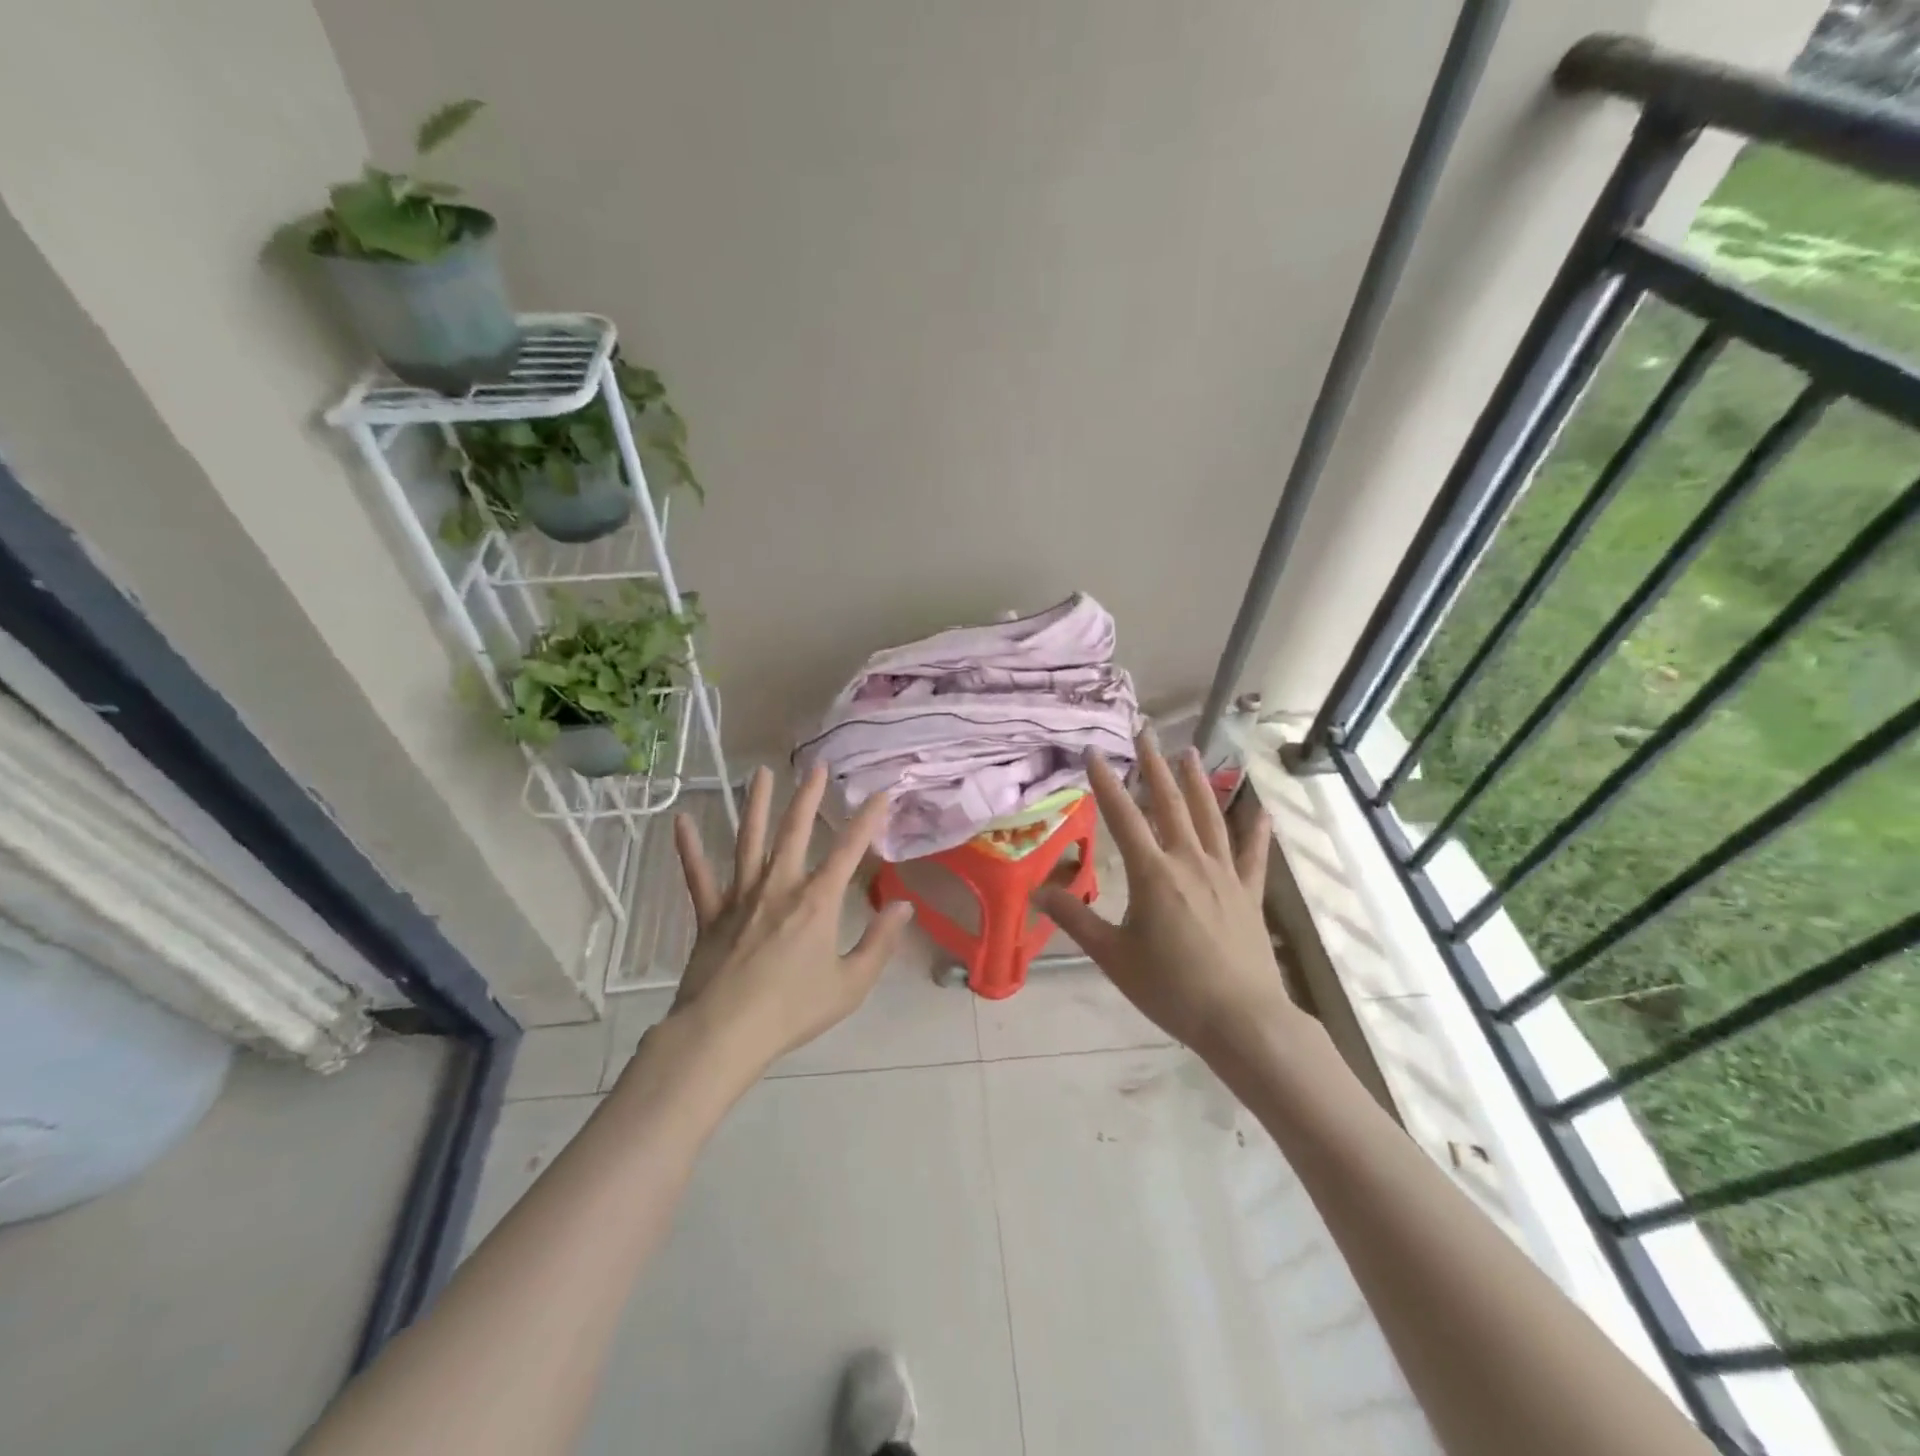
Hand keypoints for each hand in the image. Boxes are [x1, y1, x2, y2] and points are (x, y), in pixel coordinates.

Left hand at [669, 764, 914, 1074]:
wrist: (724, 1034)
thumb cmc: (793, 1011)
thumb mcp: (850, 984)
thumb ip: (880, 943)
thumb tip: (904, 906)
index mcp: (817, 902)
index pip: (849, 850)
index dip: (868, 820)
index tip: (880, 793)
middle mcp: (779, 887)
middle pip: (795, 832)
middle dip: (808, 797)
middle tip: (817, 767)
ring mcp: (740, 897)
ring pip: (748, 840)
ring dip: (755, 805)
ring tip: (759, 773)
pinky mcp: (710, 914)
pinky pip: (698, 876)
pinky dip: (689, 849)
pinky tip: (681, 821)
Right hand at [1034, 737, 1290, 1058]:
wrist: (1241, 1020)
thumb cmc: (1170, 988)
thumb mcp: (1112, 956)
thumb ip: (1075, 919)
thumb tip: (1036, 892)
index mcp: (1153, 873)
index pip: (1123, 817)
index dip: (1106, 782)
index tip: (1094, 751)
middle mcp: (1189, 861)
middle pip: (1169, 803)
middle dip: (1154, 765)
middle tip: (1146, 731)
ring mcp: (1224, 874)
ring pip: (1209, 817)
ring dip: (1197, 782)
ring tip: (1189, 752)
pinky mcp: (1248, 893)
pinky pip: (1252, 854)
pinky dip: (1255, 830)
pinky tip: (1259, 810)